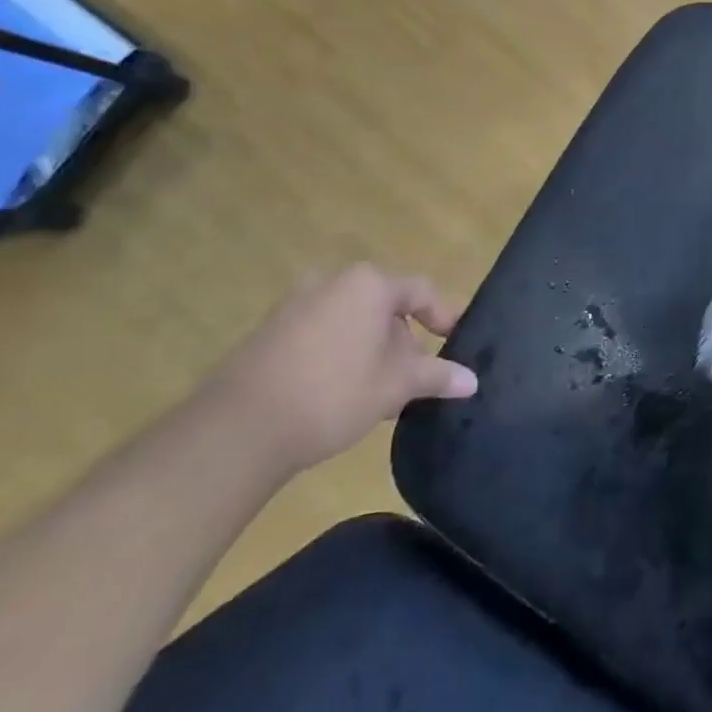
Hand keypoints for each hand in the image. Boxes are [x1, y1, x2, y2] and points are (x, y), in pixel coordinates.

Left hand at [204, 265, 476, 476]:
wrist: (239, 429)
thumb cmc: (334, 392)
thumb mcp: (396, 386)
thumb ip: (437, 376)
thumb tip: (473, 381)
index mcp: (368, 284)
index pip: (421, 292)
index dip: (444, 317)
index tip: (456, 342)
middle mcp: (331, 282)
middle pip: (384, 307)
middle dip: (404, 342)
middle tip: (414, 378)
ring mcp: (295, 306)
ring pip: (352, 323)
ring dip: (372, 352)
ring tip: (380, 394)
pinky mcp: (269, 333)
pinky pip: (321, 335)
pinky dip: (341, 356)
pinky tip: (342, 395)